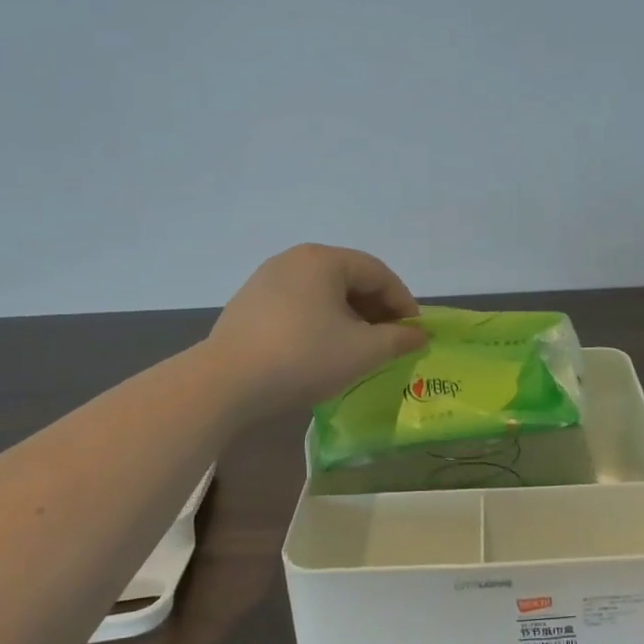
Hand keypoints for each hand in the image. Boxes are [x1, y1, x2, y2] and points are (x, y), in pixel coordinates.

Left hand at [207, 244, 429, 420]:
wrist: (225, 383)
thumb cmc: (303, 357)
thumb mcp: (362, 352)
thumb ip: (398, 340)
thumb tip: (418, 335)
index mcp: (324, 259)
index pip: (378, 273)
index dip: (403, 303)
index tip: (415, 333)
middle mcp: (294, 259)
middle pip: (349, 279)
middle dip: (375, 310)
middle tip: (390, 341)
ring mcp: (266, 280)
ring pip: (323, 293)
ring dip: (348, 318)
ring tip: (358, 349)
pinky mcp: (248, 304)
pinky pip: (298, 306)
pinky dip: (319, 322)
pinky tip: (321, 351)